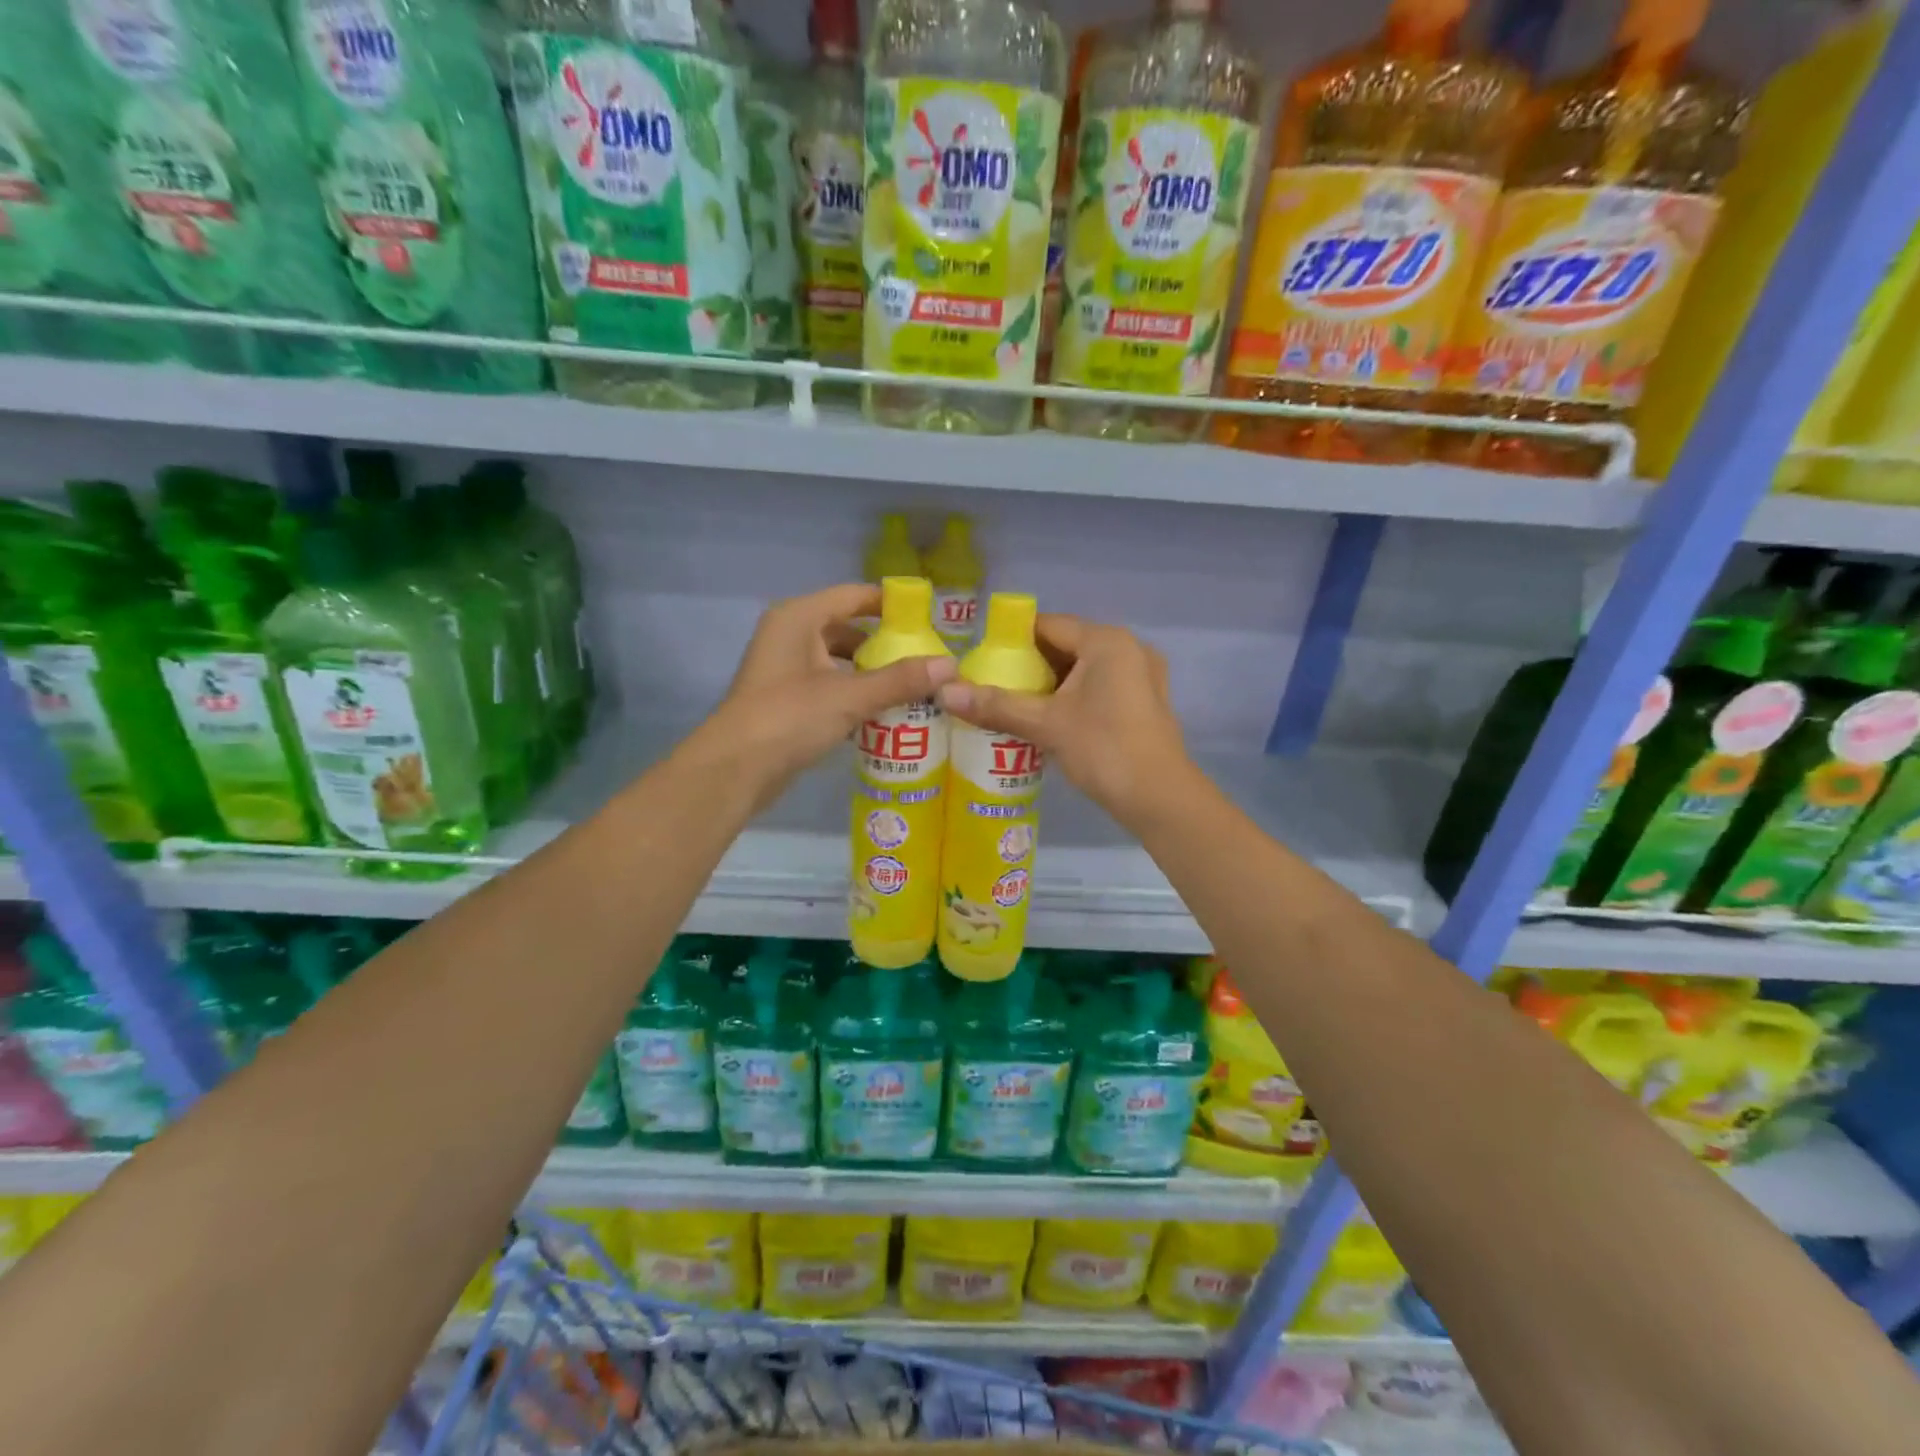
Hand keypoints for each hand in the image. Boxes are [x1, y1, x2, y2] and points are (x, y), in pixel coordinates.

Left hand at [685, 584, 955, 814]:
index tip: (929, 619)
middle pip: (847, 629)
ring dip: (871, 673)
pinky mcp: (786, 700)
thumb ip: (900, 680)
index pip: (854, 596)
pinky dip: (854, 695)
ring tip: (912, 687)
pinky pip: (830, 686)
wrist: (734, 770)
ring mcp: (785, 669)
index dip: (891, 605)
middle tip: (926, 658)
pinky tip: (884, 713)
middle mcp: (790, 635)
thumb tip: (951, 664)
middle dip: (885, 645)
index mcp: (799, 618)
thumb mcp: (850, 696)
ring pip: (839, 661)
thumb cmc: (789, 718)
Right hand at [937, 615, 1189, 827]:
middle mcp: (1128, 648)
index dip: (1012, 640)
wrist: (1160, 799)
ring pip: (1083, 669)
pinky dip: (1073, 697)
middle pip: (1066, 646)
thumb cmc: (1103, 750)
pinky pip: (1099, 687)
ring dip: (1050, 684)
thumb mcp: (1045, 724)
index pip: (1048, 625)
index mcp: (1106, 641)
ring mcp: (1142, 676)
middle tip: (993, 686)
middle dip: (1030, 666)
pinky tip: (1049, 721)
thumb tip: (944, 691)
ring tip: (1014, 704)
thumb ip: (996, 705)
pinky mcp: (1145, 701)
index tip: (982, 660)